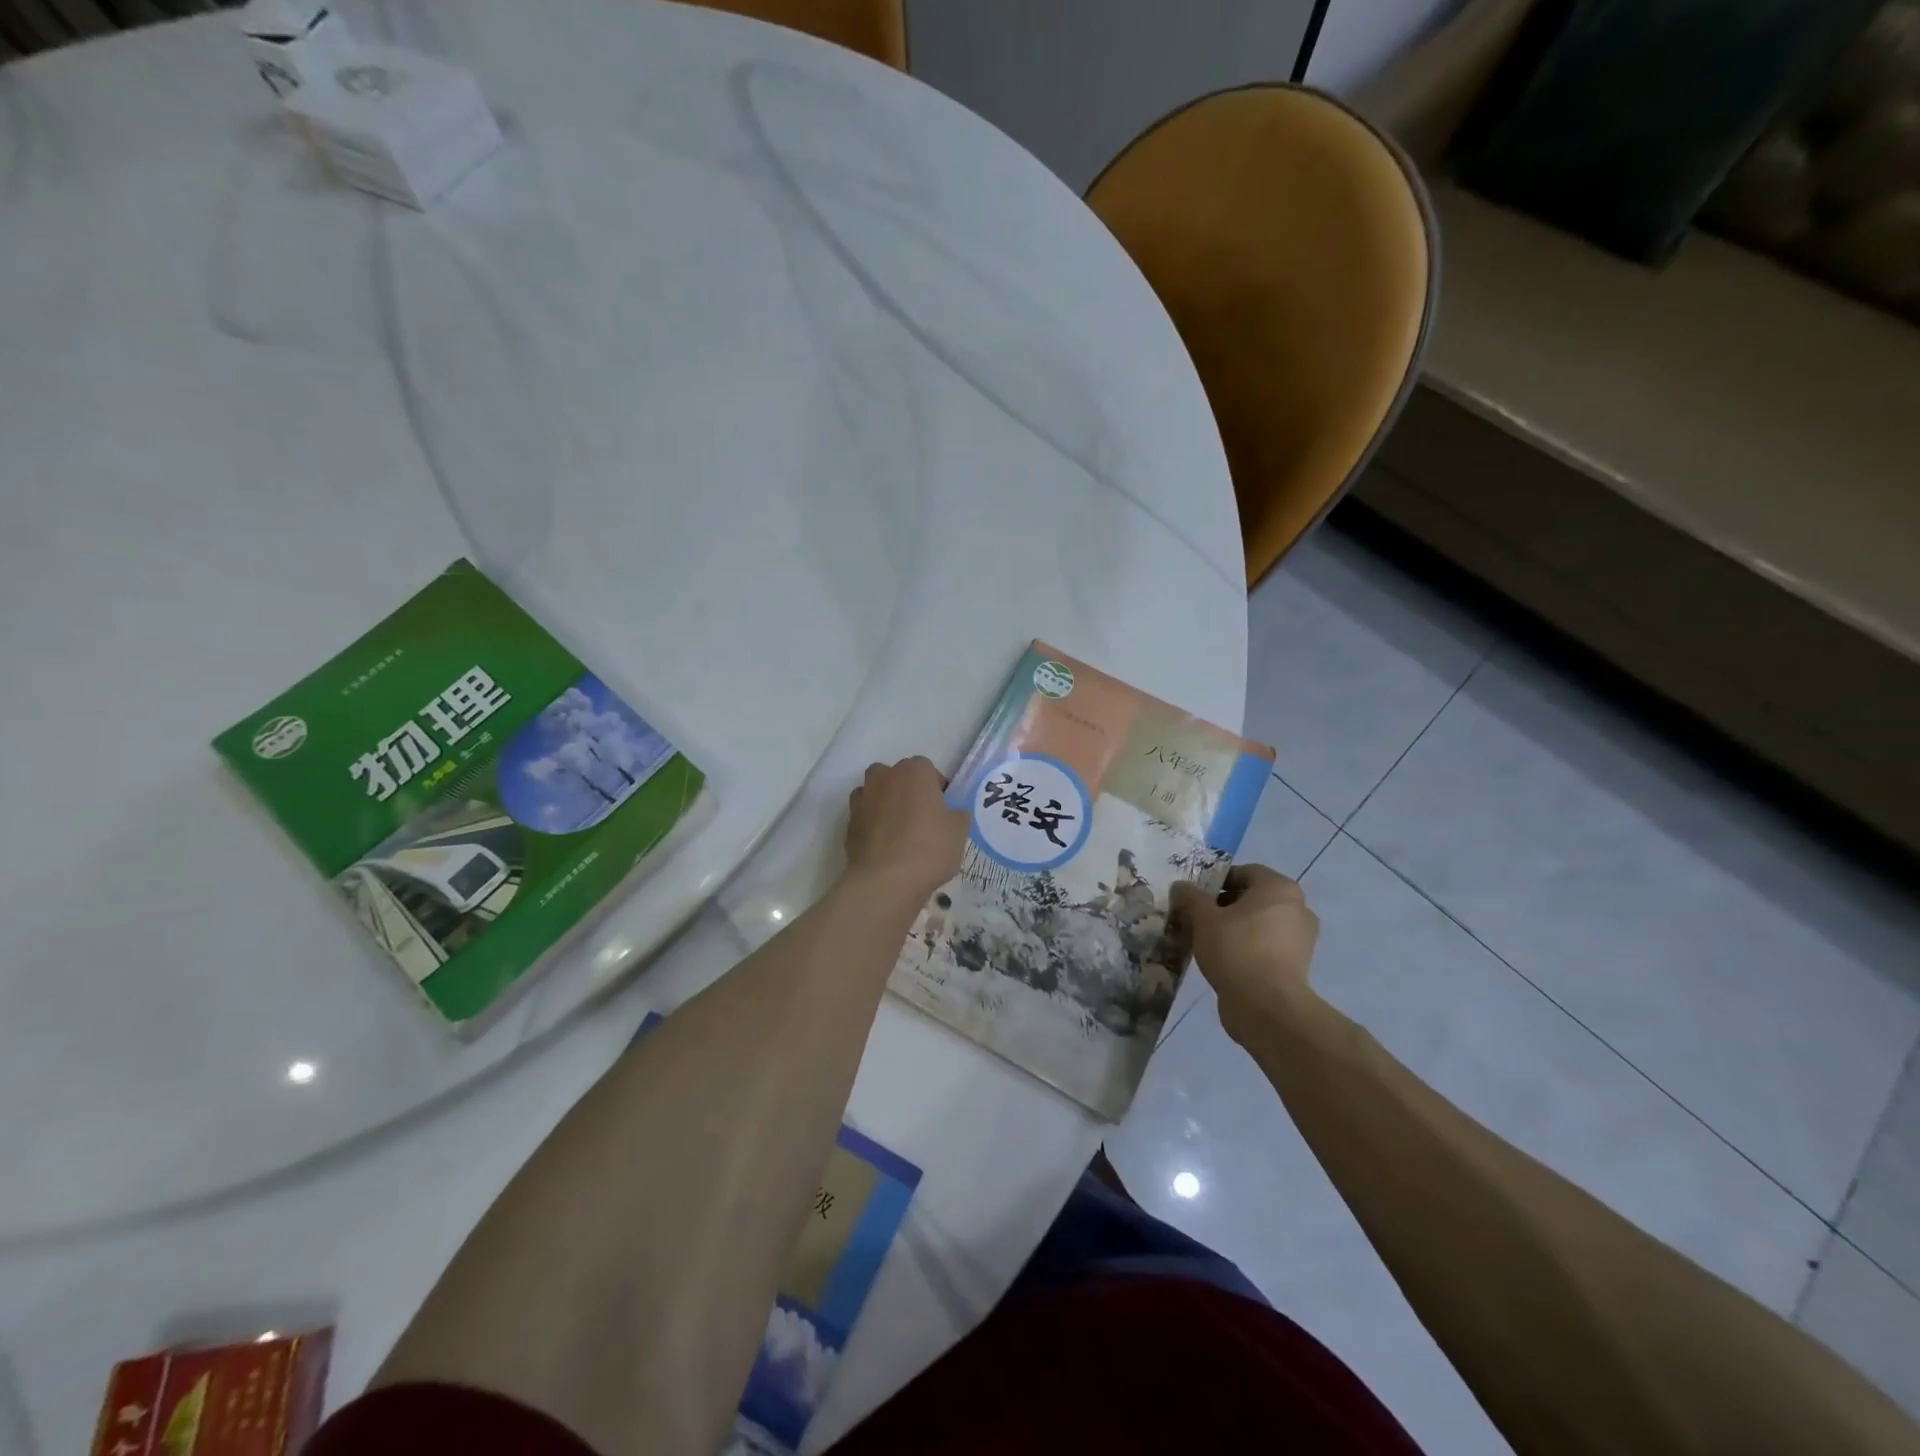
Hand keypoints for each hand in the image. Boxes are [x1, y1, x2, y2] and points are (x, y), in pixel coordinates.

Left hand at [845, 757, 968, 903]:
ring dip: (886, 805)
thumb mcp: (959, 831)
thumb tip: (952, 814)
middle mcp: (885, 776)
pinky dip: (872, 825)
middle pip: (898, 777)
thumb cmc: (929, 847)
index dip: (936, 790)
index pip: (928, 770)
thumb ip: (957, 815)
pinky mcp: (848, 821)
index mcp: (915, 771)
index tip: (941, 811)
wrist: (886, 879)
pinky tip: (883, 846)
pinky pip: (865, 816)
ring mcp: (863, 797)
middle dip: (908, 792)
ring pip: (877, 794)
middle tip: (921, 819)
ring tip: (899, 833)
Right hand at [1170, 865, 1320, 1045]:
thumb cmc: (1236, 949)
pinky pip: (1267, 946)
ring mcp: (1301, 938)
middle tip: (1199, 919)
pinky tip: (1225, 961)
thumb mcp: (1203, 918)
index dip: (1216, 882)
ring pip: (1260, 923)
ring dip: (1236, 928)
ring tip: (1208, 942)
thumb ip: (1190, 897)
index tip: (1196, 899)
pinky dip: (1248, 948)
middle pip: (1253, 898)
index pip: (1244, 872)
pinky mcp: (1298, 965)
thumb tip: (1181, 887)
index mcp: (1279, 888)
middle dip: (1225, 906)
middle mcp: (1297, 907)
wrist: (1266, 1006)